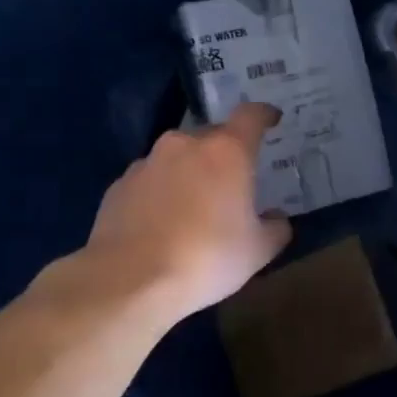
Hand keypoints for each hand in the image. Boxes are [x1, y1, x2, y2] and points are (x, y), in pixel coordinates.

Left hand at [80, 101, 293, 325]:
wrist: (130, 280)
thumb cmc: (206, 259)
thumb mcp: (257, 251)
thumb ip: (275, 228)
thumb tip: (277, 219)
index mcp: (226, 152)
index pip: (251, 116)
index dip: (264, 115)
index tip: (271, 120)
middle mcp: (184, 145)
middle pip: (212, 137)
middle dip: (224, 154)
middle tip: (232, 183)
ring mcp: (146, 162)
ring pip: (177, 158)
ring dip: (189, 173)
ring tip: (193, 208)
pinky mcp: (119, 185)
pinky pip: (150, 180)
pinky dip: (160, 193)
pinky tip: (161, 224)